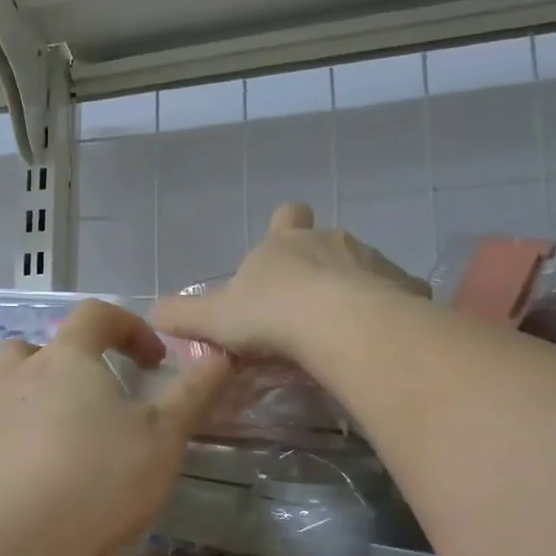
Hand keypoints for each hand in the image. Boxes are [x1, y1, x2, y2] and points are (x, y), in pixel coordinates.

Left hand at [0, 300, 231, 555]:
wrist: (10, 538)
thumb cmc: (97, 476)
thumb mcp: (164, 437)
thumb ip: (194, 394)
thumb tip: (221, 355)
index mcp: (67, 358)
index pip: (96, 315)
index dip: (130, 327)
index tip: (155, 360)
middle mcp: (20, 377)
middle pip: (38, 347)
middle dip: (71, 361)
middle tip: (98, 395)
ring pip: (14, 392)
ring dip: (44, 403)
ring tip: (75, 442)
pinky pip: (3, 436)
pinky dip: (26, 445)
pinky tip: (48, 483)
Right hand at [150, 202, 427, 361]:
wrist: (339, 326)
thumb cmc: (270, 315)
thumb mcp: (214, 319)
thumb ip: (182, 315)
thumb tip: (151, 312)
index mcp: (284, 243)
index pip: (285, 217)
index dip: (282, 229)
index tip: (279, 252)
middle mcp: (330, 241)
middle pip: (325, 241)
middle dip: (318, 265)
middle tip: (305, 305)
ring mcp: (371, 260)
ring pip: (361, 267)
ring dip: (351, 289)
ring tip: (340, 329)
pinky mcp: (404, 287)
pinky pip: (394, 293)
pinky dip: (384, 310)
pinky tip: (373, 338)